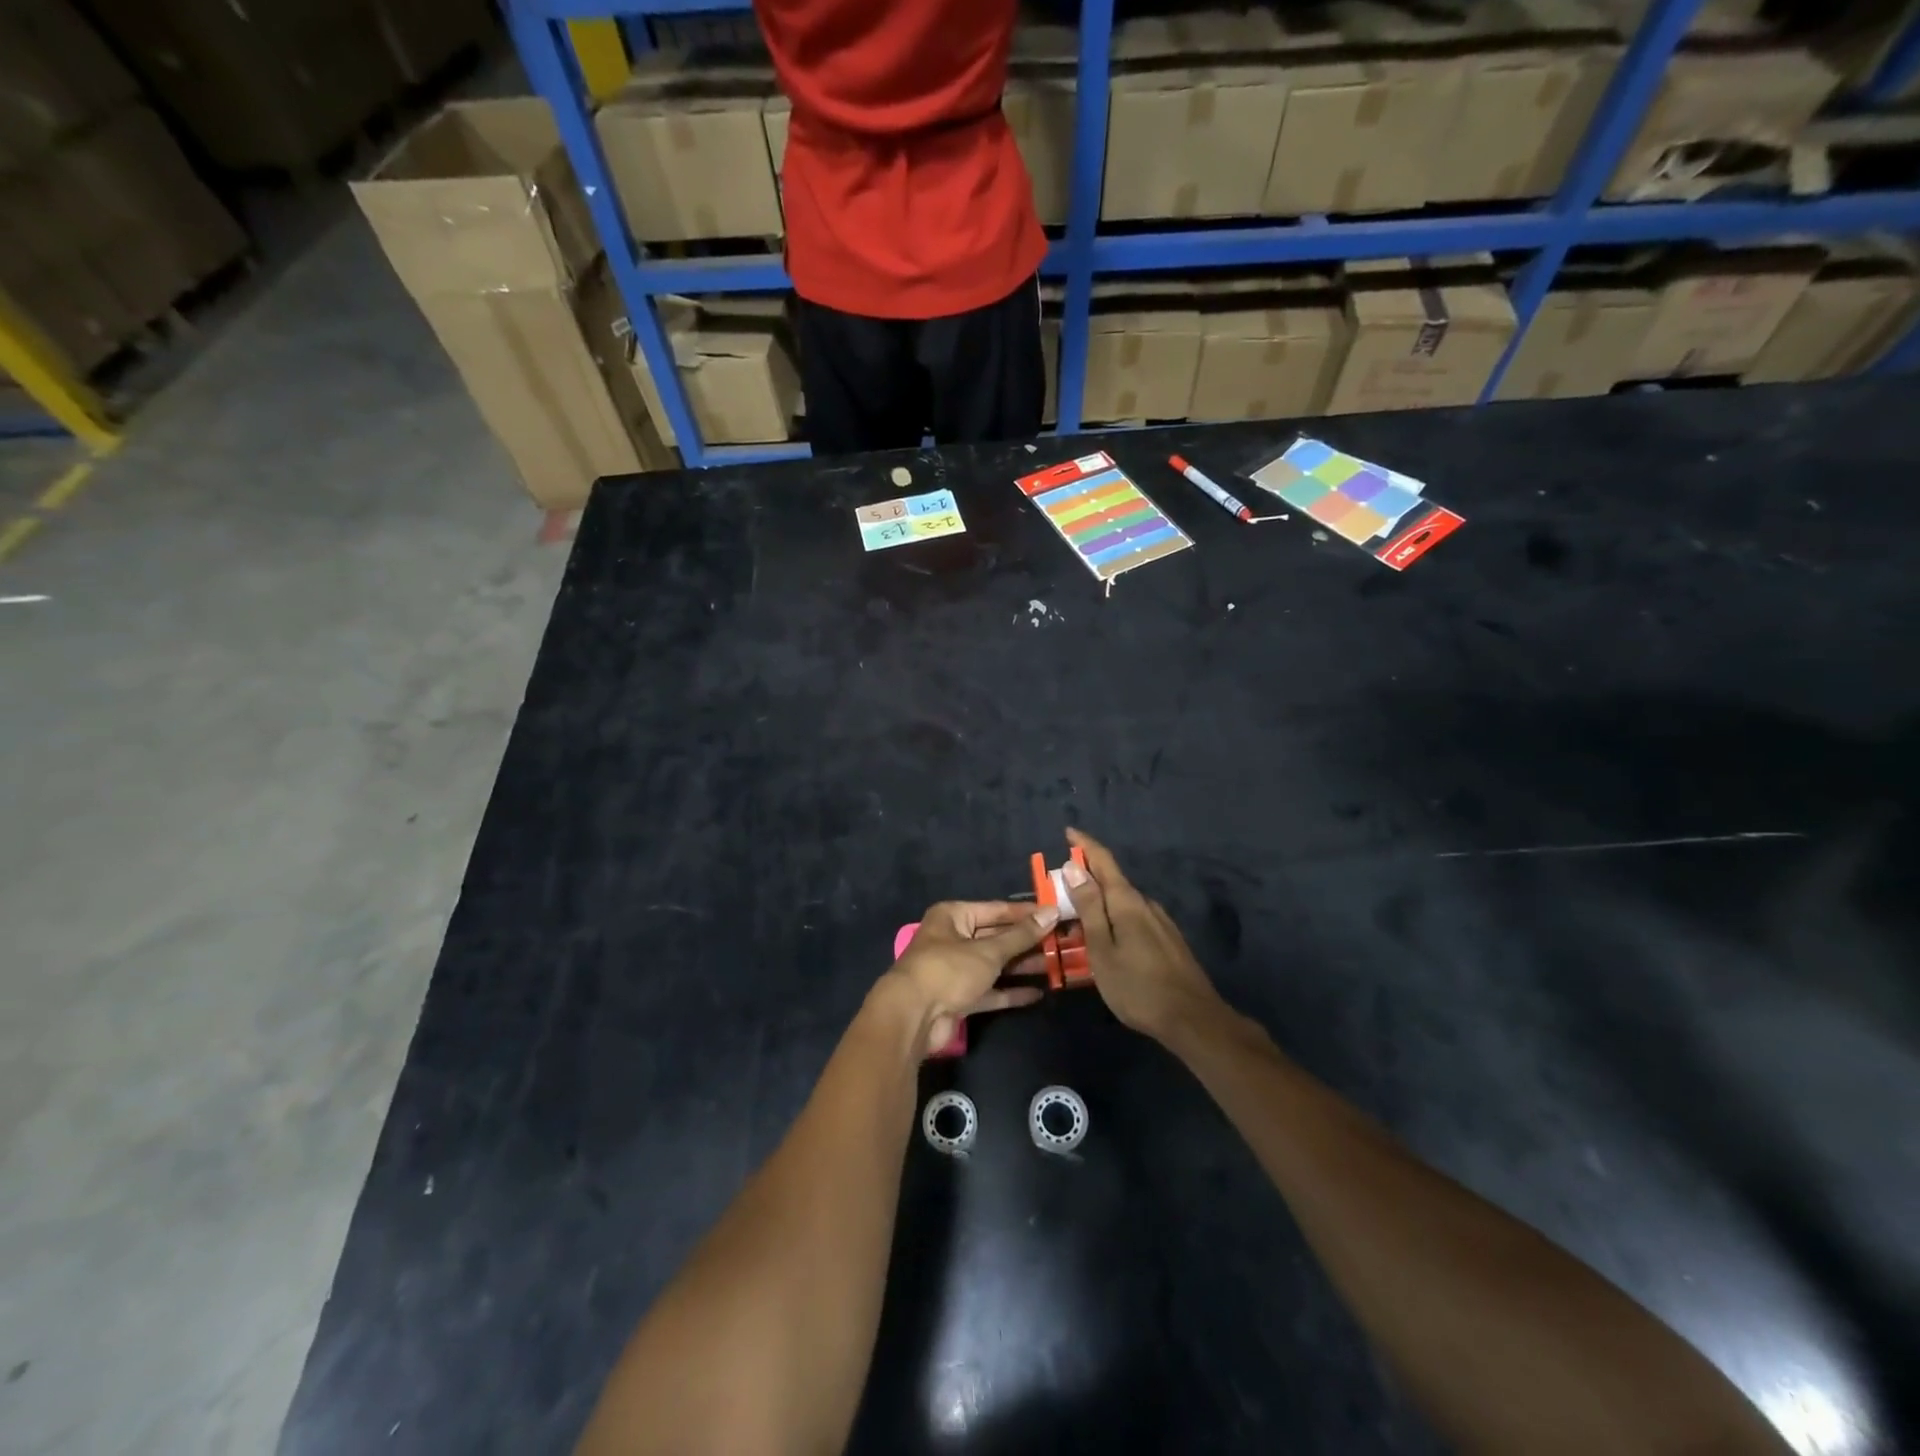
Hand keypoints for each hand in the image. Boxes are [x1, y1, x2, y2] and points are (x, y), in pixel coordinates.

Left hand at [878, 901, 1055, 1057]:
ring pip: (995, 965)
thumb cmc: (949, 970)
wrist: (913, 1017)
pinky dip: (1010, 992)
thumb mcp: (988, 950)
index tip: (1055, 914)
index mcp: (953, 916)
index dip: (1026, 913)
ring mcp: (956, 970)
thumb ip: (1021, 935)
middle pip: (996, 937)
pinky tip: (1038, 993)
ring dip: (1021, 966)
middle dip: (1026, 942)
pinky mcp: (960, 998)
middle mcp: (953, 939)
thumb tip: (1051, 912)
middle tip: (1061, 942)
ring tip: (1055, 966)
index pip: (996, 910)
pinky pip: (990, 990)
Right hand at [1063, 828, 1223, 1041]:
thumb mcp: (1102, 949)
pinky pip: (1133, 919)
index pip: (1103, 860)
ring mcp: (1160, 922)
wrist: (1192, 1019)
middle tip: (1059, 890)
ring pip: (1122, 903)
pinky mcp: (1168, 940)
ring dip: (1099, 903)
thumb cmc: (1137, 987)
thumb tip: (1074, 867)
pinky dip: (1114, 919)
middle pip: (1112, 881)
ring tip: (1077, 919)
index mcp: (1127, 902)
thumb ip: (1089, 907)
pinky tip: (1107, 939)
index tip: (1068, 831)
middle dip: (1086, 879)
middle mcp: (1146, 904)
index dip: (1085, 844)